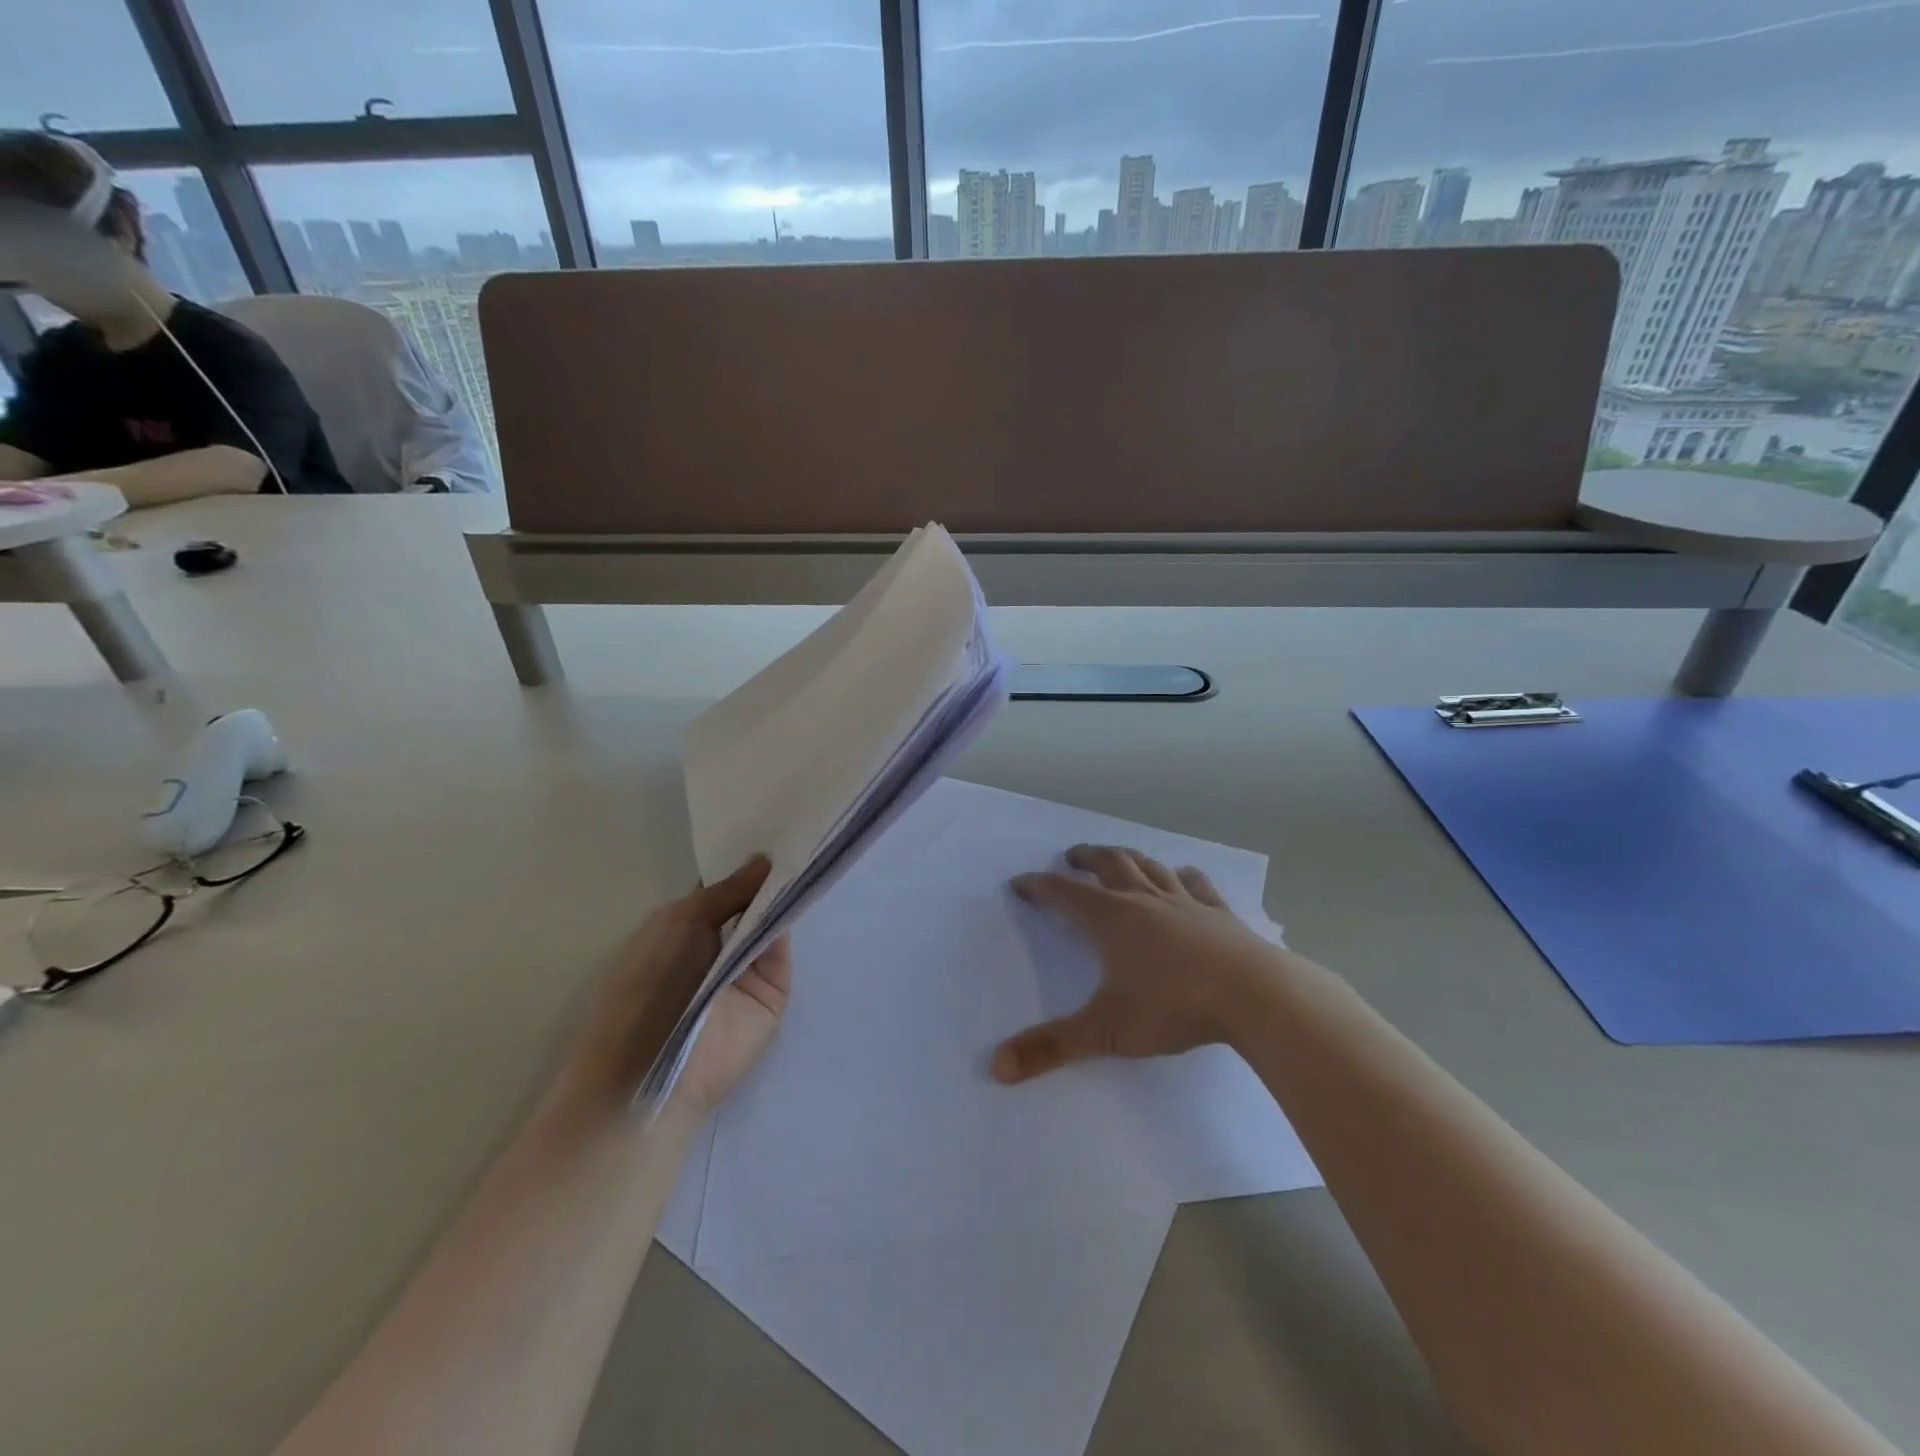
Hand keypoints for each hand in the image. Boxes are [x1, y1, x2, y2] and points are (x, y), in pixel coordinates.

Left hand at [554, 856, 790, 1120]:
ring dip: (786, 894)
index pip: (723, 887)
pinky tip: (808, 886)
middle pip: (752, 902)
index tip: (773, 826)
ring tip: (812, 849)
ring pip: (771, 922)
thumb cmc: (652, 982)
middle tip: (802, 832)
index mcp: (685, 926)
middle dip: (771, 874)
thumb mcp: (685, 920)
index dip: (744, 862)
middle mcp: (717, 944)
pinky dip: (792, 922)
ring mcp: (746, 968)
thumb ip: (731, 889)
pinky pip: (784, 949)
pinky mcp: (772, 991)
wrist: (657, 1064)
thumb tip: (765, 859)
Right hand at [992, 844, 1282, 1084]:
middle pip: (1108, 864)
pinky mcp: (1218, 913)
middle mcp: (1143, 900)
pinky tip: (1182, 878)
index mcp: (1111, 920)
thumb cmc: (1174, 1007)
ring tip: (1117, 858)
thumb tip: (997, 1067)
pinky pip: (1195, 883)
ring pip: (1149, 867)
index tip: (1020, 883)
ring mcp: (1185, 902)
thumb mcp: (1107, 1032)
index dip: (1039, 887)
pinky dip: (1181, 876)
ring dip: (1128, 858)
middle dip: (1085, 858)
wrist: (1255, 995)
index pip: (1064, 894)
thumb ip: (1052, 1048)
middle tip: (1070, 857)